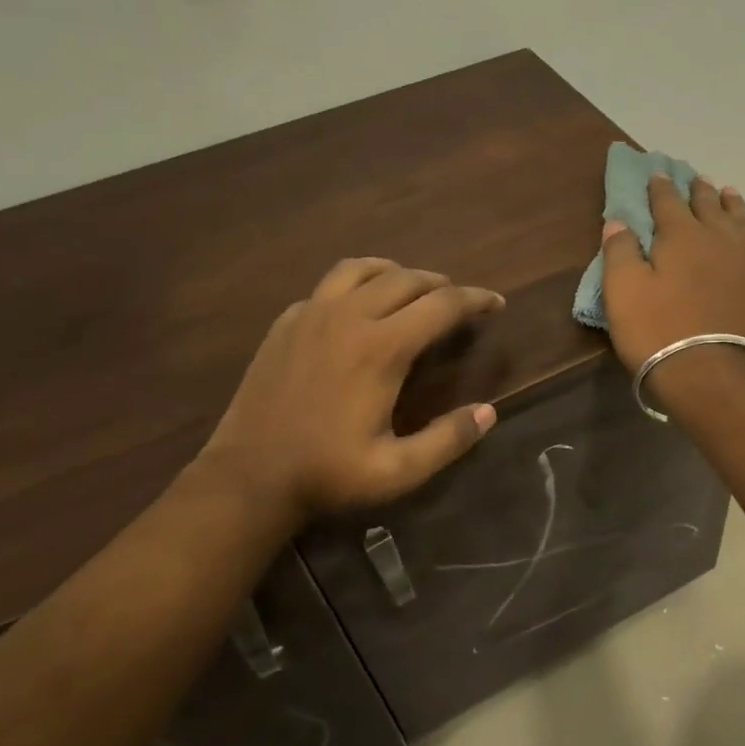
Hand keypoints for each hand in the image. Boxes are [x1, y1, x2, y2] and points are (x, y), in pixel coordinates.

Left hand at [193, 259, 502, 528]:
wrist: (248, 476)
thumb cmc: (327, 475)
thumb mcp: (398, 471)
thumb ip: (448, 440)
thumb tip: (488, 412)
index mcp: (382, 348)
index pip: (442, 305)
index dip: (475, 299)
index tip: (496, 303)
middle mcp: (349, 317)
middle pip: (406, 278)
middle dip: (441, 284)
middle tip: (459, 302)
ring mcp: (311, 314)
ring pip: (362, 268)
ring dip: (396, 273)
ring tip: (412, 289)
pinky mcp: (286, 322)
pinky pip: (329, 286)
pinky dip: (356, 285)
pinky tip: (358, 308)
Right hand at [600, 173, 744, 384]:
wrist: (711, 375)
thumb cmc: (658, 333)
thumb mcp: (622, 292)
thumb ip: (619, 251)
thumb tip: (618, 221)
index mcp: (681, 235)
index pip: (668, 201)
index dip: (660, 187)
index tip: (657, 174)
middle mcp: (720, 237)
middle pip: (708, 205)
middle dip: (698, 190)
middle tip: (695, 178)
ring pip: (744, 220)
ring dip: (734, 204)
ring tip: (728, 191)